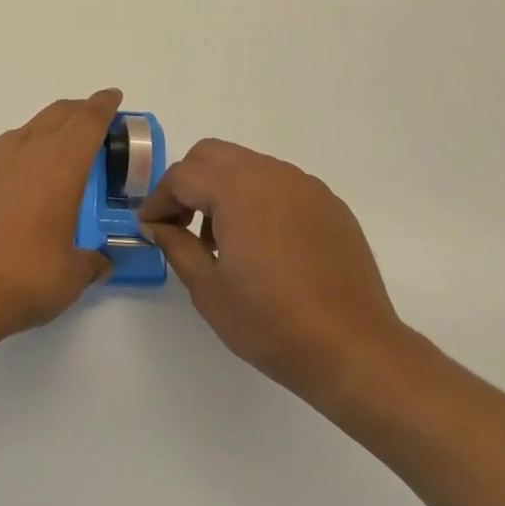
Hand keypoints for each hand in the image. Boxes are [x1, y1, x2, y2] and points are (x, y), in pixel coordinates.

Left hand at [0, 90, 119, 348]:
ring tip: (31, 178)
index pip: (88, 120)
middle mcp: (24, 147)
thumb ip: (91, 261)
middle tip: (83, 125)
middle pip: (55, 115)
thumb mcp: (71, 277)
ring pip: (17, 136)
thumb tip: (100, 260)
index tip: (110, 97)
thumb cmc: (21, 280)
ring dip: (32, 146)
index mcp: (61, 165)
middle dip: (74, 114)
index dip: (102, 105)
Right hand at [140, 139, 412, 420]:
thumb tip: (156, 225)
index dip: (158, 200)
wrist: (355, 350)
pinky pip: (279, 185)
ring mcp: (305, 186)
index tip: (150, 228)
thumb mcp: (208, 289)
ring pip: (247, 166)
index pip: (182, 176)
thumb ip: (175, 245)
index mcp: (238, 189)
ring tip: (222, 240)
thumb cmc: (272, 323)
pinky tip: (262, 245)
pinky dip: (257, 199)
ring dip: (222, 189)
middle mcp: (272, 174)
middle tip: (180, 224)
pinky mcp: (329, 204)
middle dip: (188, 182)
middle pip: (213, 155)